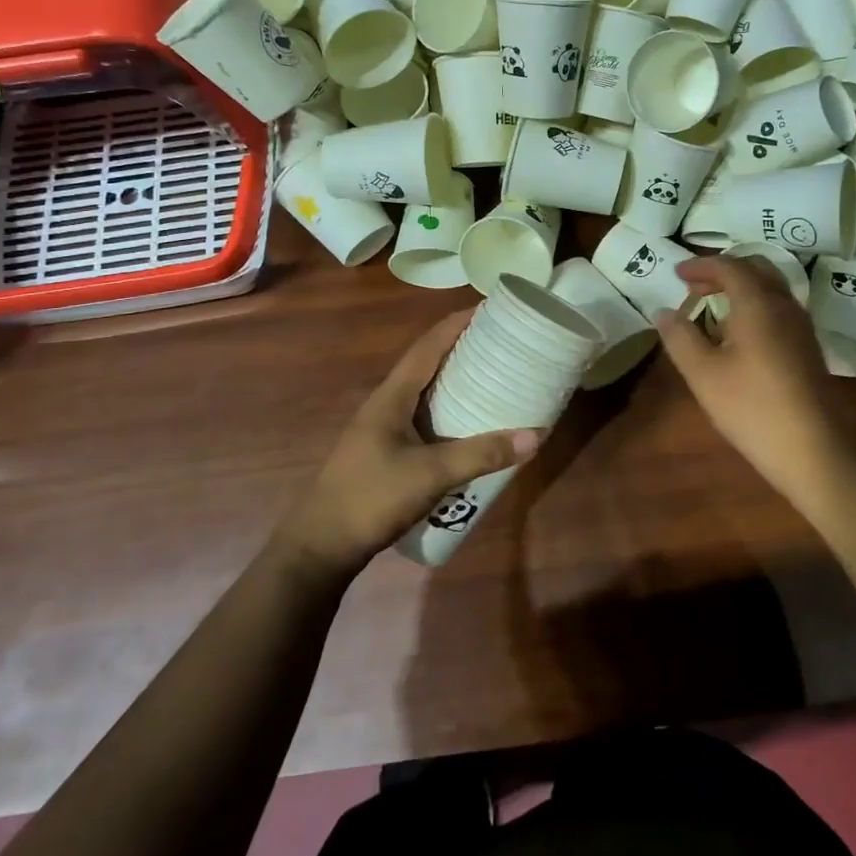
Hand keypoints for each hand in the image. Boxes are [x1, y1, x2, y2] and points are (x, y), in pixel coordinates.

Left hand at [273, 311, 538, 580]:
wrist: (320, 546)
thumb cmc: (370, 498)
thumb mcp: (430, 475)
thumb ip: (481, 454)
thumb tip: (535, 435)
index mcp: (392, 396)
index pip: (428, 345)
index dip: (457, 323)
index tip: (490, 308)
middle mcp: (386, 403)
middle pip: (428, 363)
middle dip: (463, 348)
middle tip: (503, 342)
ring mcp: (384, 428)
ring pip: (426, 392)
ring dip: (456, 380)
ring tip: (494, 376)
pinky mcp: (386, 451)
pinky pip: (424, 418)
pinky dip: (449, 411)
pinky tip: (470, 425)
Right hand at [656, 256, 854, 503]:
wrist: (813, 450)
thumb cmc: (751, 408)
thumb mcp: (703, 373)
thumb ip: (680, 337)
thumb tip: (664, 312)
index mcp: (758, 303)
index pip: (729, 266)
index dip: (701, 265)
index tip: (677, 273)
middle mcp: (784, 305)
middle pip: (756, 268)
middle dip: (723, 270)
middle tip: (694, 286)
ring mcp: (801, 326)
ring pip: (771, 288)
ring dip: (741, 287)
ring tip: (712, 307)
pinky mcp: (807, 347)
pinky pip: (778, 308)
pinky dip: (754, 305)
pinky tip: (738, 334)